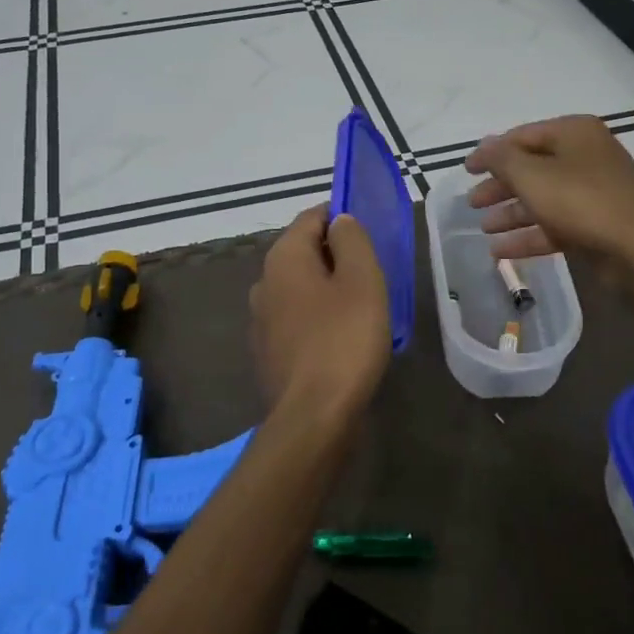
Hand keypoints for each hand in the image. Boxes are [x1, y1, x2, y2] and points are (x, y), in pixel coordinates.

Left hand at [249, 204, 391, 423]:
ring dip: (327, 289)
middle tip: (372, 274)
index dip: (341, 218)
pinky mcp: (268, 352)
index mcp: (283, 258)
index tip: (370, 236)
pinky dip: (318, 318)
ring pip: (300, 288)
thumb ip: (352, 240)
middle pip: (303, 252)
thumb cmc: (344, 340)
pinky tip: (341, 338)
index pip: (311, 217)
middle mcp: (264, 282)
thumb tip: (340, 221)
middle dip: (336, 255)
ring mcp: (261, 320)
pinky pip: (297, 320)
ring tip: (361, 307)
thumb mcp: (362, 280)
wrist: (313, 416)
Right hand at [464, 115, 633, 293]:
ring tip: (483, 228)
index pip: (522, 136)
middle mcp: (586, 157)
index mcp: (574, 133)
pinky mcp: (597, 224)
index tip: (465, 170)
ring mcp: (594, 192)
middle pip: (532, 168)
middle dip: (499, 186)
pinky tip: (500, 251)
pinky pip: (555, 225)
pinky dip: (528, 235)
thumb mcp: (531, 175)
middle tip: (472, 202)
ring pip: (543, 198)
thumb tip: (483, 145)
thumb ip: (501, 158)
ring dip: (511, 213)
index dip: (491, 152)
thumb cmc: (581, 201)